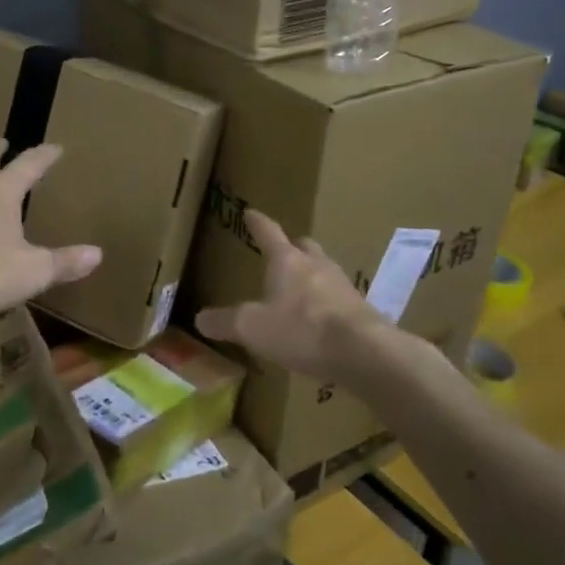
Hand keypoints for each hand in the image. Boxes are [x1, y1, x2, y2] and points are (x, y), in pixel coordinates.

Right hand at [194, 209, 386, 381]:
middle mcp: (317, 265)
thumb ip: (226, 322)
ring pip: (324, 270)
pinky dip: (326, 304)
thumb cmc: (302, 330)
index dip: (258, 223)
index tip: (251, 212)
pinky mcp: (361, 310)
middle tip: (281, 253)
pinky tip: (320, 321)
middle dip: (291, 248)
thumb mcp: (253, 328)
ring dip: (311, 275)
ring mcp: (343, 286)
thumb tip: (201, 318)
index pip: (268, 234)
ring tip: (299, 290)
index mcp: (287, 261)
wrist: (363, 352)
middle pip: (304, 247)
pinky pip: (338, 298)